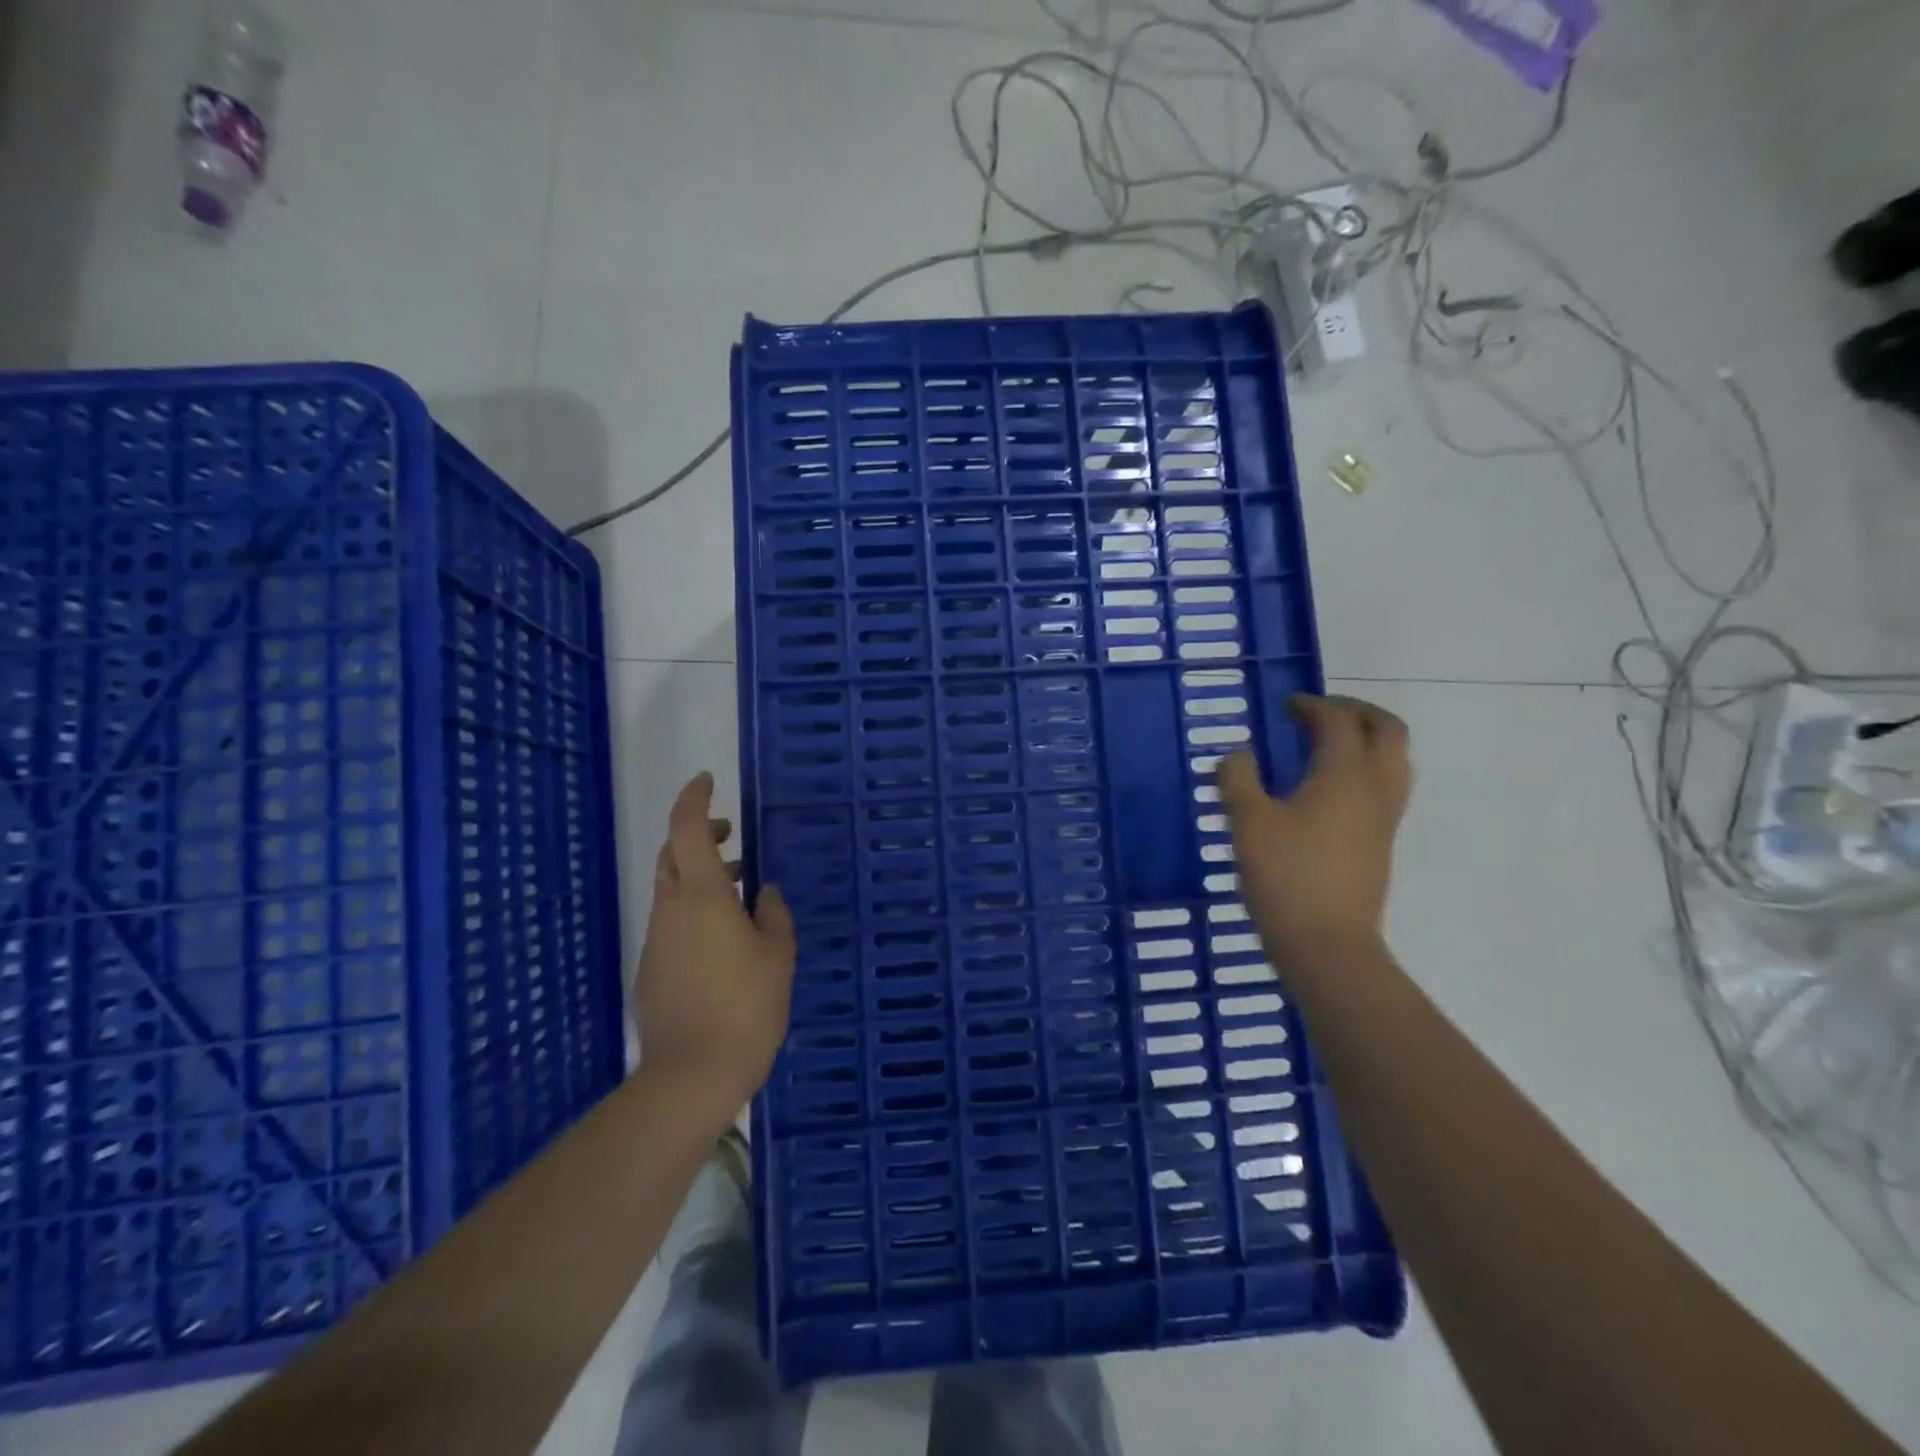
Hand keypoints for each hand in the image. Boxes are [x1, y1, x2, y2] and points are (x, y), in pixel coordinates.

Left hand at [633, 772, 795, 1128]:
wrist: (692, 1075)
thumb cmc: (746, 1006)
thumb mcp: (778, 955)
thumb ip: (773, 914)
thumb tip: (764, 893)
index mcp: (703, 895)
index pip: (687, 829)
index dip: (694, 798)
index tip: (709, 781)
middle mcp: (671, 909)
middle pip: (673, 855)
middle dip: (697, 834)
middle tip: (730, 835)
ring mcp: (657, 940)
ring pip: (671, 889)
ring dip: (699, 874)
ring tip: (739, 889)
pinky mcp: (652, 968)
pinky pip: (671, 921)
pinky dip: (694, 909)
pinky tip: (724, 938)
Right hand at [1218, 694, 1411, 967]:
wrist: (1327, 945)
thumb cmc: (1286, 877)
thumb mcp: (1248, 823)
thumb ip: (1239, 780)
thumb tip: (1239, 756)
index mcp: (1344, 775)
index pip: (1339, 721)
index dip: (1312, 705)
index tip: (1285, 707)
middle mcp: (1375, 788)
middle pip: (1387, 730)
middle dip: (1356, 712)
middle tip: (1319, 715)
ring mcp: (1385, 817)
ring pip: (1395, 759)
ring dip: (1367, 740)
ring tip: (1328, 746)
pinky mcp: (1382, 841)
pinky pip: (1386, 786)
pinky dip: (1366, 768)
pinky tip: (1328, 788)